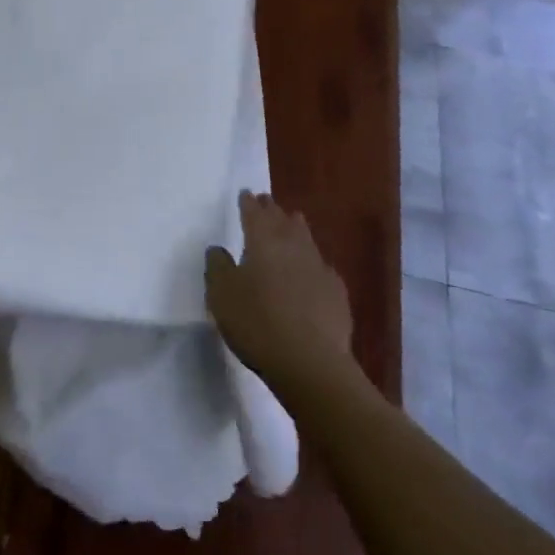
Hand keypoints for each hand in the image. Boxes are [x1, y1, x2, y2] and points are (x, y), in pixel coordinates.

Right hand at [206, 191, 352, 384]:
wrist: (309, 361)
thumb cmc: (256, 322)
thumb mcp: (222, 295)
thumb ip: (218, 267)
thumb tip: (218, 249)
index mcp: (262, 242)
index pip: (254, 214)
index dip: (248, 203)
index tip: (246, 193)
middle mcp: (293, 247)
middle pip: (282, 221)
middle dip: (272, 210)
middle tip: (266, 200)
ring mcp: (319, 268)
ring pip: (306, 238)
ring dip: (296, 227)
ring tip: (291, 220)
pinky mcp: (337, 293)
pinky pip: (322, 267)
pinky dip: (313, 261)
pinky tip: (313, 269)